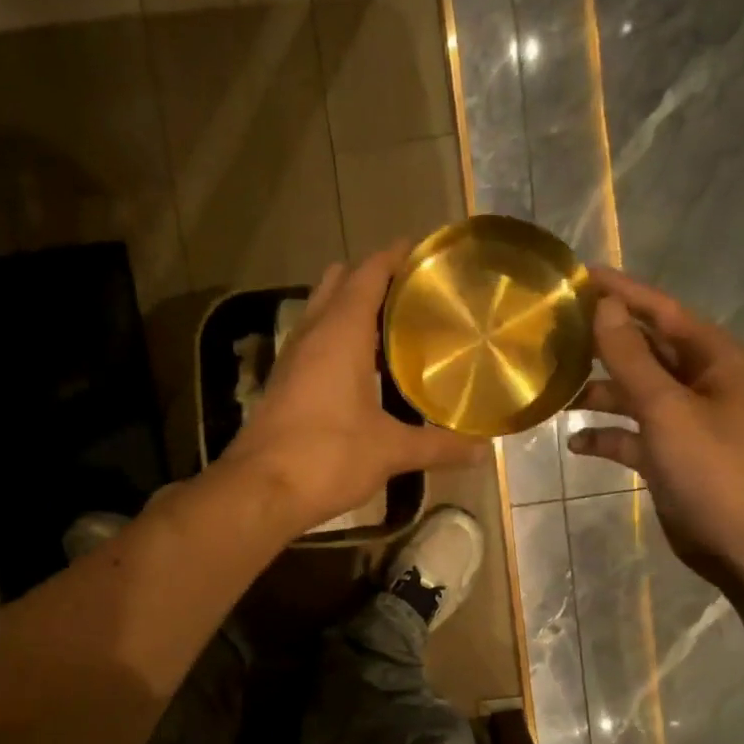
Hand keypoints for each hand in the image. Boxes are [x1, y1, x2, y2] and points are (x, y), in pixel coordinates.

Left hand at [222, 244, 487, 531]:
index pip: (368, 273)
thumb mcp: (389, 451)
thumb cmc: (327, 457)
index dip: (395, 256)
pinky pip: (314, 344)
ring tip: (395, 326)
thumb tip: (484, 452)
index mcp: (340, 332)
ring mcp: (292, 359)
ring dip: (352, 309)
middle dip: (372, 278)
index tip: (424, 252)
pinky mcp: (283, 384)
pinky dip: (338, 340)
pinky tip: (362, 369)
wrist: (259, 491)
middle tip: (413, 293)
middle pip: (340, 283)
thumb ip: (438, 446)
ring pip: (322, 313)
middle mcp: (312, 334)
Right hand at [566, 267, 743, 582]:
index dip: (621, 292)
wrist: (738, 540)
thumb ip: (631, 357)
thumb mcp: (665, 407)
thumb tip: (604, 306)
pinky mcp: (666, 452)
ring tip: (553, 392)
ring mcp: (680, 418)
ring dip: (596, 393)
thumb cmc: (709, 467)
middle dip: (601, 343)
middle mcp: (696, 380)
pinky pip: (627, 433)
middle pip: (641, 349)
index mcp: (710, 357)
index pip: (660, 310)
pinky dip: (604, 435)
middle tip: (552, 332)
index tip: (578, 276)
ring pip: (630, 392)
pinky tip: (575, 444)